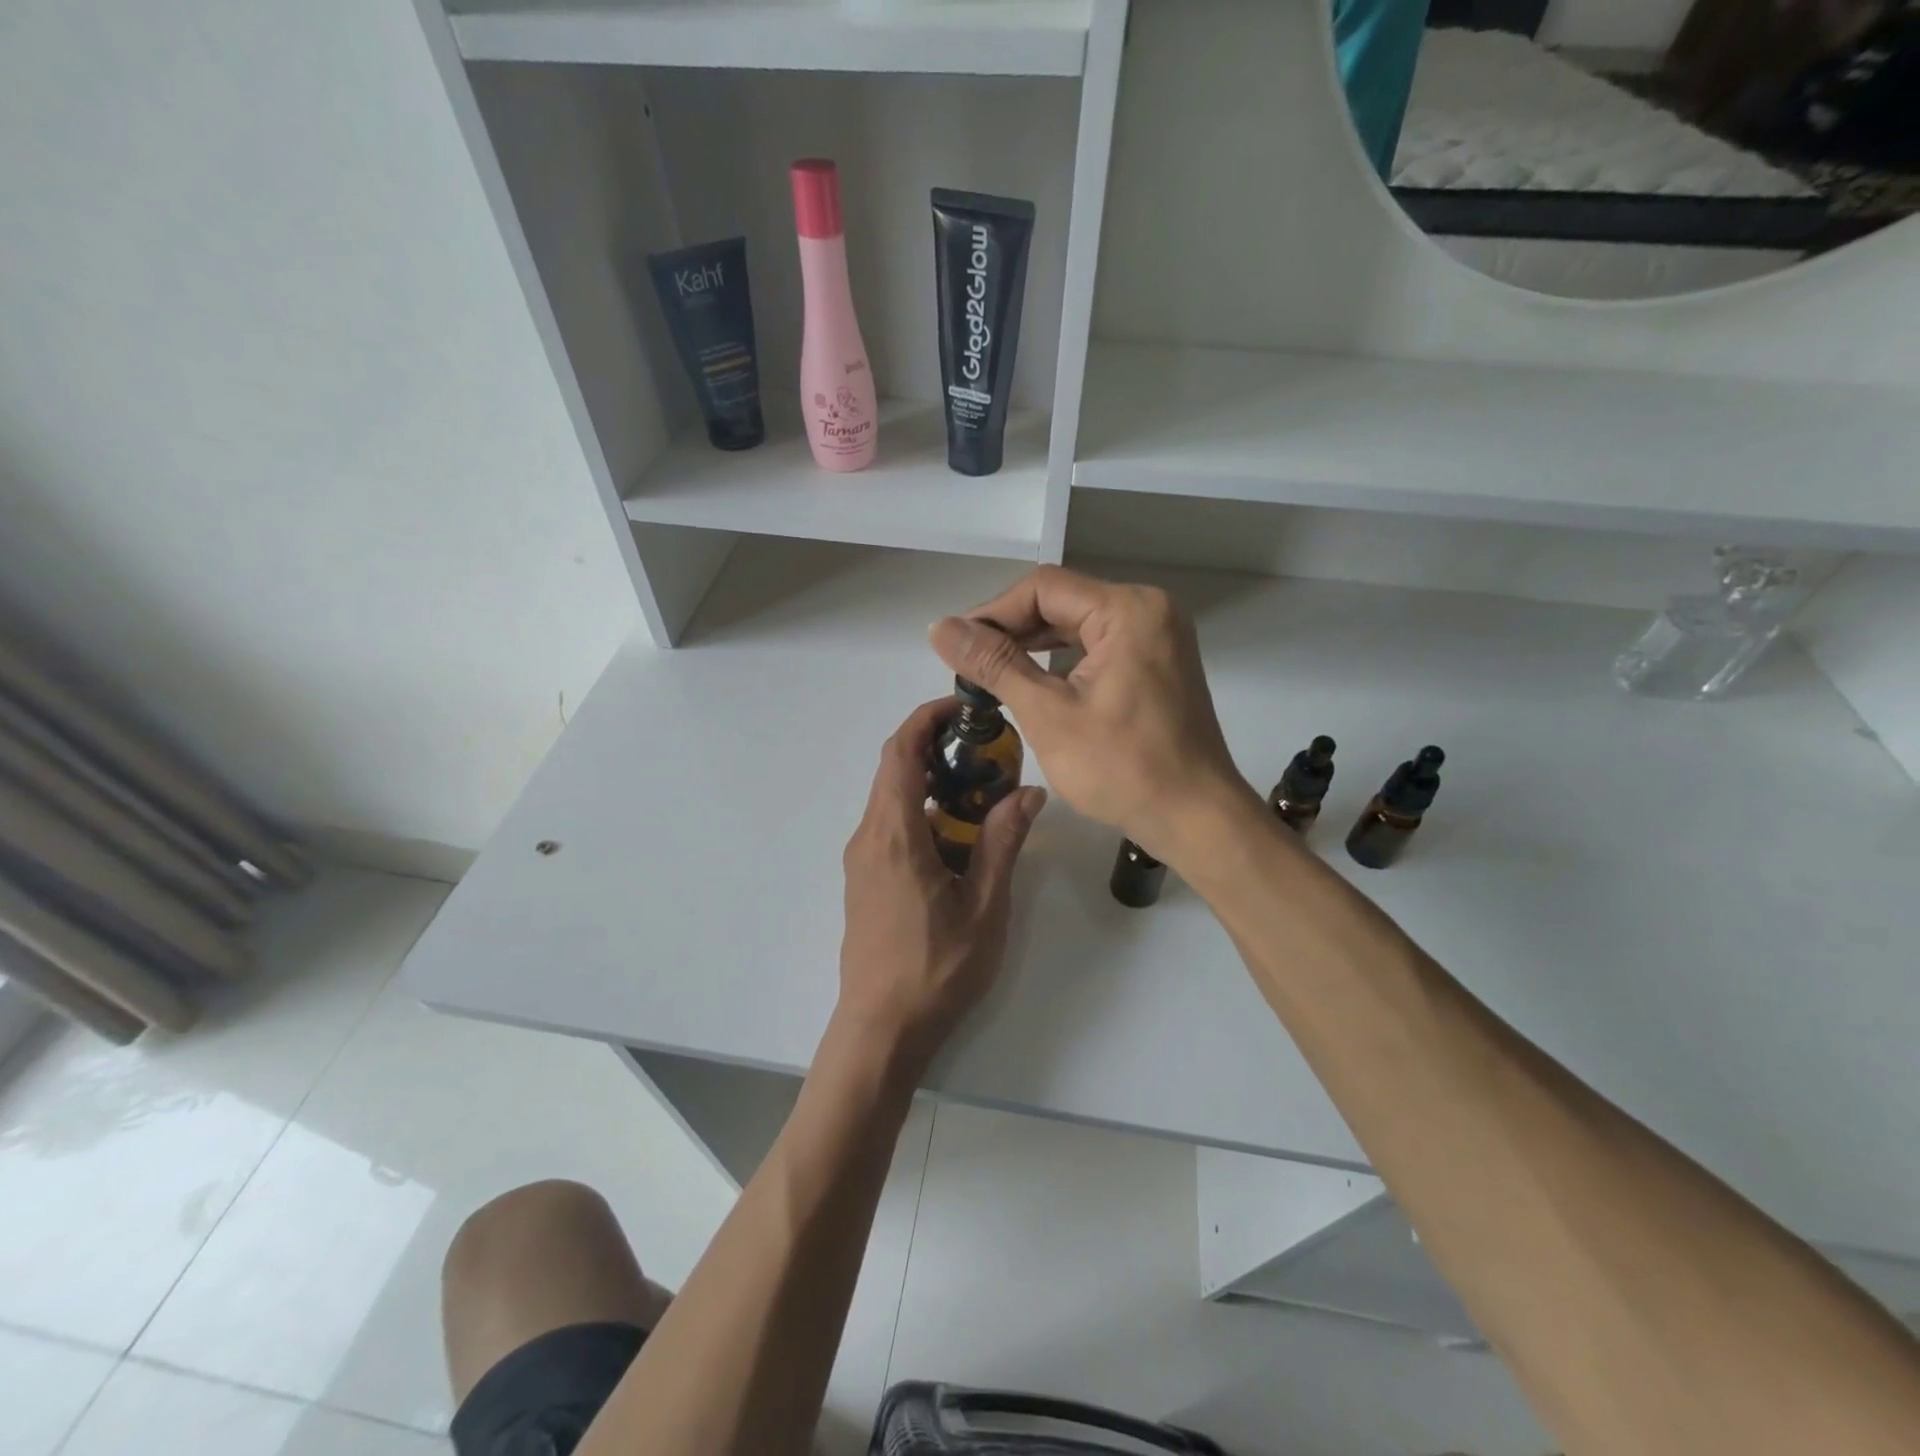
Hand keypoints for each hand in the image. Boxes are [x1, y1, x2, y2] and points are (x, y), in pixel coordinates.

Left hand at [836, 698, 1046, 1071]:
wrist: (881, 1029)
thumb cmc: (936, 970)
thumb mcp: (984, 906)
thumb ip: (1003, 842)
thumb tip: (1029, 791)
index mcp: (894, 834)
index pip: (899, 752)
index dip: (926, 718)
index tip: (964, 708)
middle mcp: (869, 837)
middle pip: (893, 768)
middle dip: (934, 745)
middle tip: (985, 747)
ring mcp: (862, 859)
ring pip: (892, 797)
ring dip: (930, 780)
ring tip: (980, 787)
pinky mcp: (865, 879)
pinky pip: (891, 825)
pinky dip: (922, 810)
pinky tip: (958, 835)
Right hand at [928, 566, 1247, 861]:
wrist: (1195, 818)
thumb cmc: (1122, 768)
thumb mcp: (1048, 714)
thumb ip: (994, 665)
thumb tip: (940, 628)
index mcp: (1128, 610)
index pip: (1042, 588)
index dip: (992, 613)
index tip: (956, 646)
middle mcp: (1148, 610)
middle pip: (1061, 602)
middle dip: (1010, 630)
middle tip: (967, 664)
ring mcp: (1158, 636)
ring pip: (1078, 625)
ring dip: (1033, 645)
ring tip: (990, 674)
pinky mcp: (1157, 663)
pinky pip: (1098, 646)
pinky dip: (1062, 661)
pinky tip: (1032, 682)